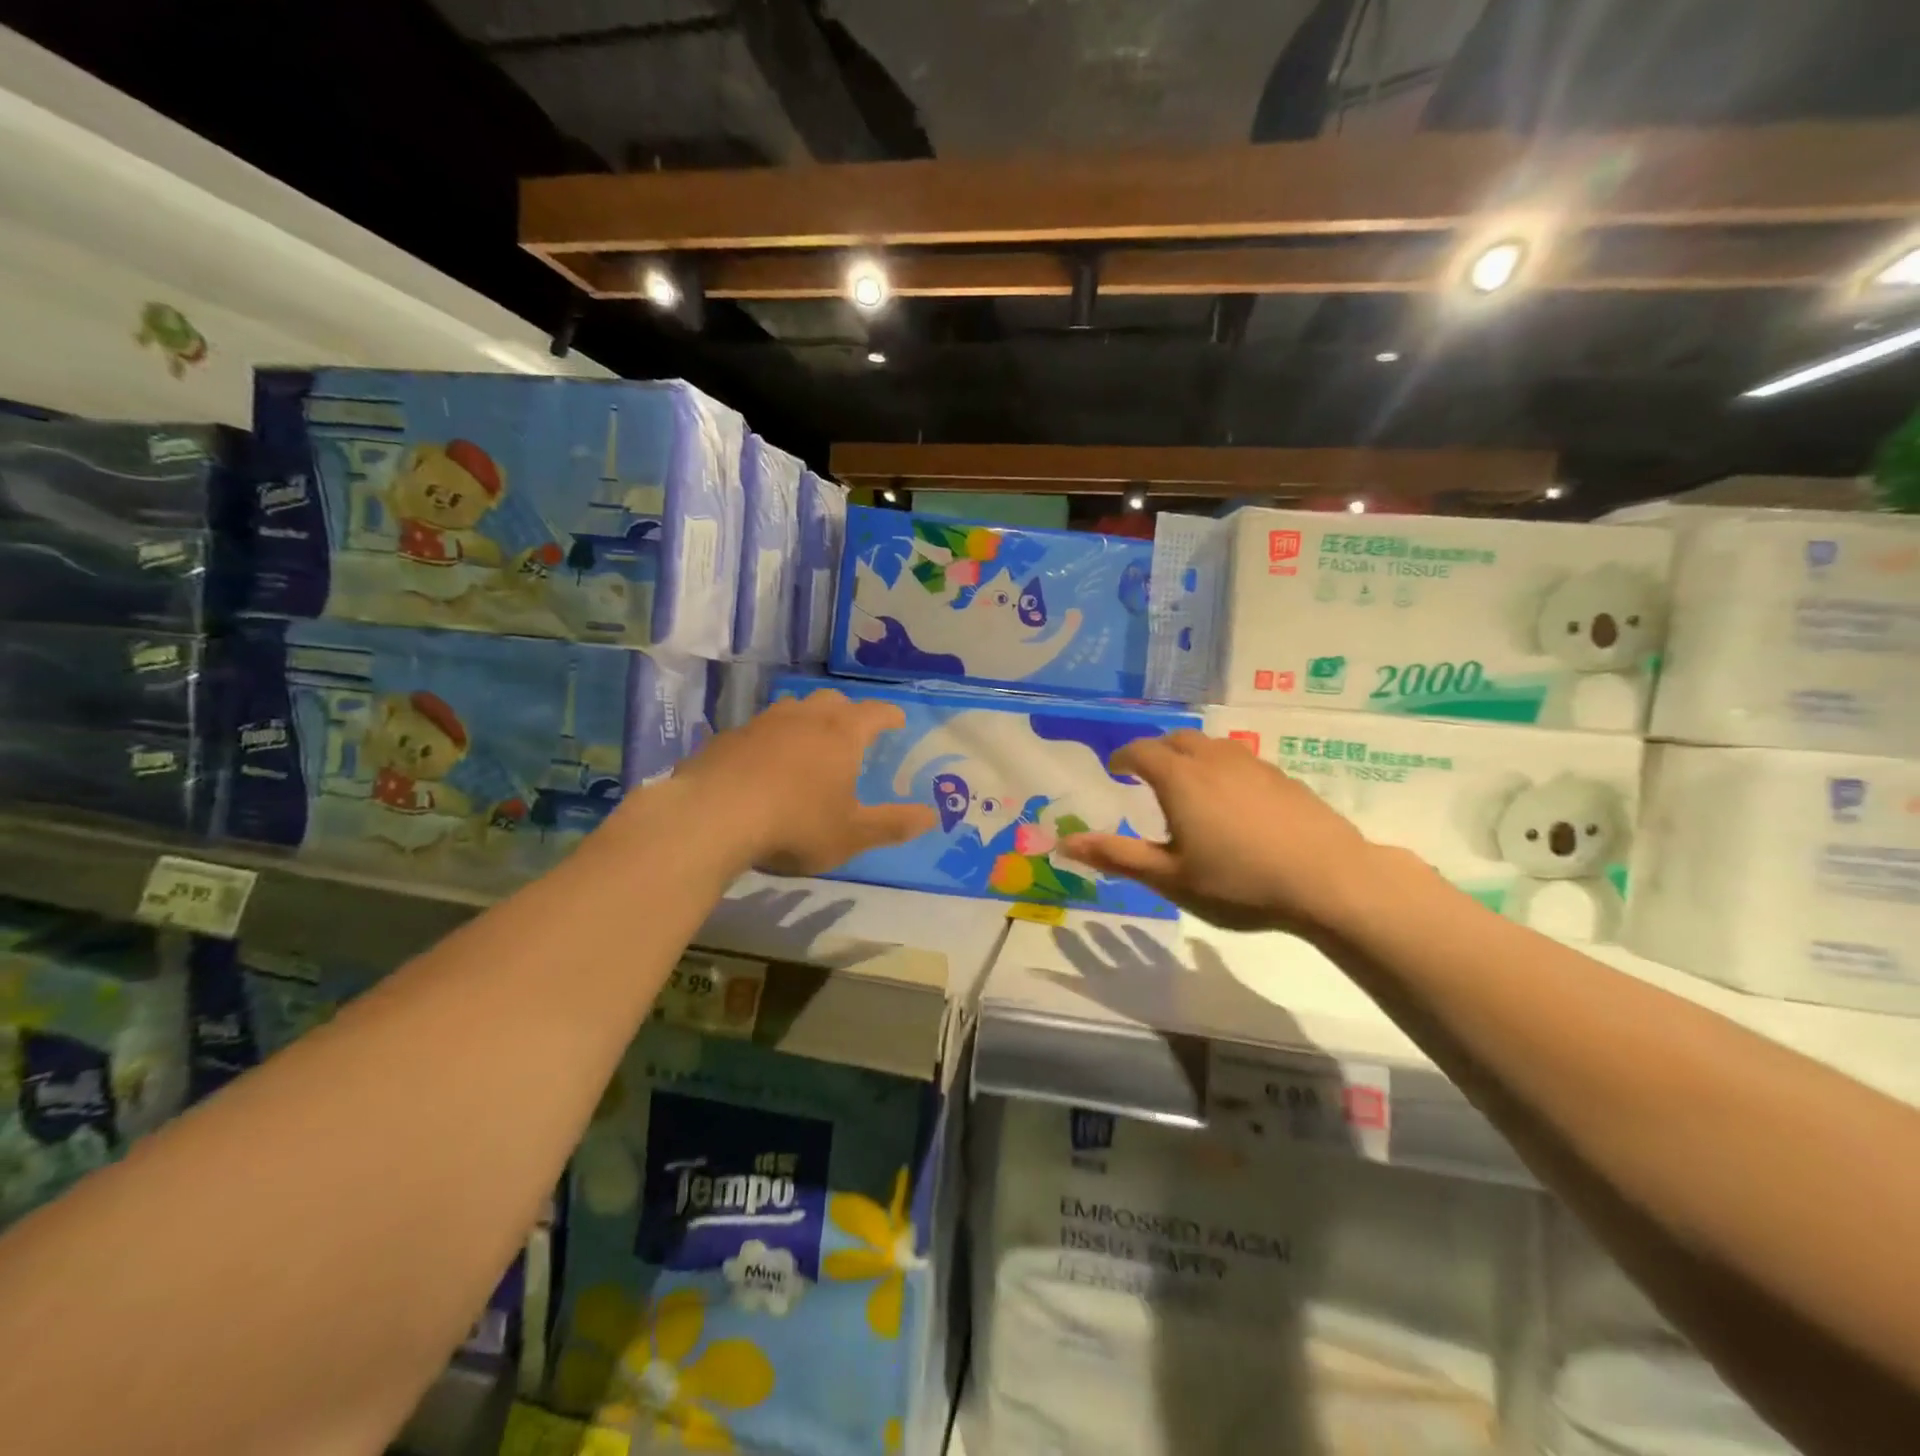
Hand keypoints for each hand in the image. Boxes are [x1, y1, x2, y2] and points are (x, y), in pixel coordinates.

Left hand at [669, 690, 936, 876]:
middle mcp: (804, 717)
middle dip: (847, 712)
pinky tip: (762, 764)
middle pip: (832, 701)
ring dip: (805, 720)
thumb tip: (933, 816)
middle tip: (851, 731)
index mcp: (841, 734)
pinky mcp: (728, 737)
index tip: (898, 721)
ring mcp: (762, 723)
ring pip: (792, 708)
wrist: (713, 817)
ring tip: (807, 743)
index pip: (875, 712)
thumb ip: (893, 824)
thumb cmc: (796, 824)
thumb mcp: (852, 834)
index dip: (890, 715)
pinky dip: (769, 740)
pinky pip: (758, 730)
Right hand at [1060, 730, 1385, 934]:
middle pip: (1177, 739)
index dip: (1123, 757)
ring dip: (1191, 757)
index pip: (1141, 751)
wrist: (1329, 880)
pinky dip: (1223, 769)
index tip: (1115, 770)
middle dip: (1157, 752)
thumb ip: (1116, 856)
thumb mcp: (1169, 877)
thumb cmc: (1238, 882)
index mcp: (1179, 778)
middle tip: (1148, 778)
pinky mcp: (1283, 778)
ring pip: (1212, 746)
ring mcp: (1253, 765)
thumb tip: (1064, 842)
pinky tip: (1234, 803)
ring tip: (1189, 788)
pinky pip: (1240, 760)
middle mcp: (1213, 759)